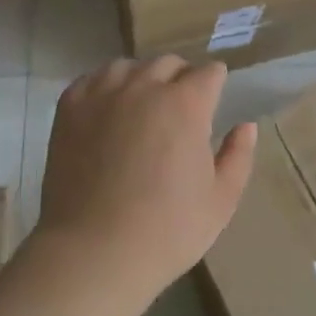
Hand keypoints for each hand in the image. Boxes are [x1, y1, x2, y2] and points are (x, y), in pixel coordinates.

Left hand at [35, 57, 256, 297]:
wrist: (94, 252)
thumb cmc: (167, 230)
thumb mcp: (220, 200)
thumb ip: (238, 156)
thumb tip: (245, 125)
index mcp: (186, 104)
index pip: (208, 73)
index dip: (215, 84)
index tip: (214, 99)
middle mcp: (144, 87)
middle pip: (168, 63)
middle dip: (181, 77)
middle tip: (181, 107)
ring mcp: (103, 95)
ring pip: (128, 66)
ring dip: (142, 78)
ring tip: (141, 105)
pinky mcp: (70, 109)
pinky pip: (91, 80)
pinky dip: (105, 87)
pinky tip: (107, 110)